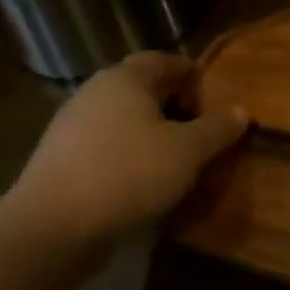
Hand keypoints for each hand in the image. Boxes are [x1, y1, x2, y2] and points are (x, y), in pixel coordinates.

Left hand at [7, 51, 246, 246]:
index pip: (165, 60)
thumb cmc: (128, 174)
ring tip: (176, 160)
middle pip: (142, 89)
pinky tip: (143, 182)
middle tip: (201, 131)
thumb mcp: (188, 151)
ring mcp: (70, 126)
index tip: (215, 100)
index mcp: (125, 78)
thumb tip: (241, 111)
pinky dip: (127, 156)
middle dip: (174, 105)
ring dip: (151, 133)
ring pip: (123, 119)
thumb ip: (217, 128)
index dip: (193, 76)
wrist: (49, 230)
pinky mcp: (58, 160)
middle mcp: (94, 92)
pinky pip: (105, 146)